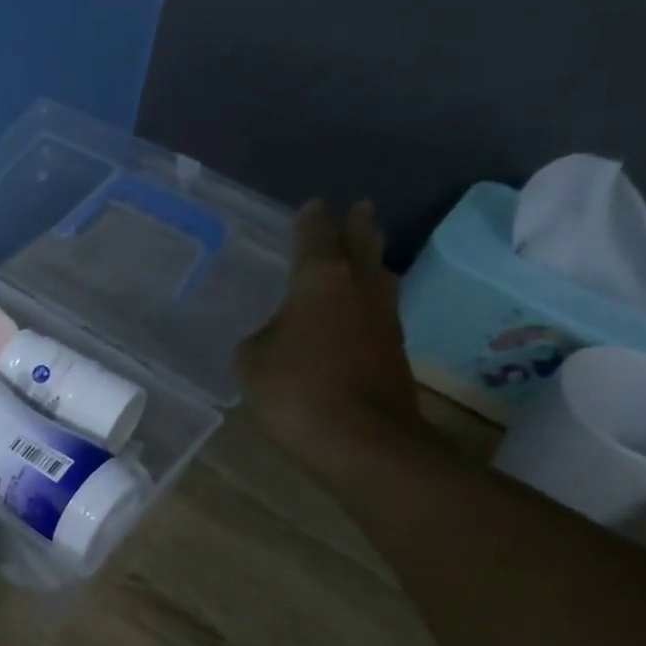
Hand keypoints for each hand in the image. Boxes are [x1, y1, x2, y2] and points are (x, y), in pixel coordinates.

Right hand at [236, 200, 423, 468]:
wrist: (361, 441)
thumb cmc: (295, 390)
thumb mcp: (251, 362)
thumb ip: (260, 338)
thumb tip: (276, 336)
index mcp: (319, 280)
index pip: (315, 236)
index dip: (311, 220)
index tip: (312, 205)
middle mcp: (358, 289)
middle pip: (362, 245)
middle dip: (357, 224)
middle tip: (358, 208)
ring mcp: (384, 320)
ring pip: (378, 277)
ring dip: (370, 262)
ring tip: (362, 254)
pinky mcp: (394, 352)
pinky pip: (378, 312)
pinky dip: (367, 303)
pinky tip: (357, 313)